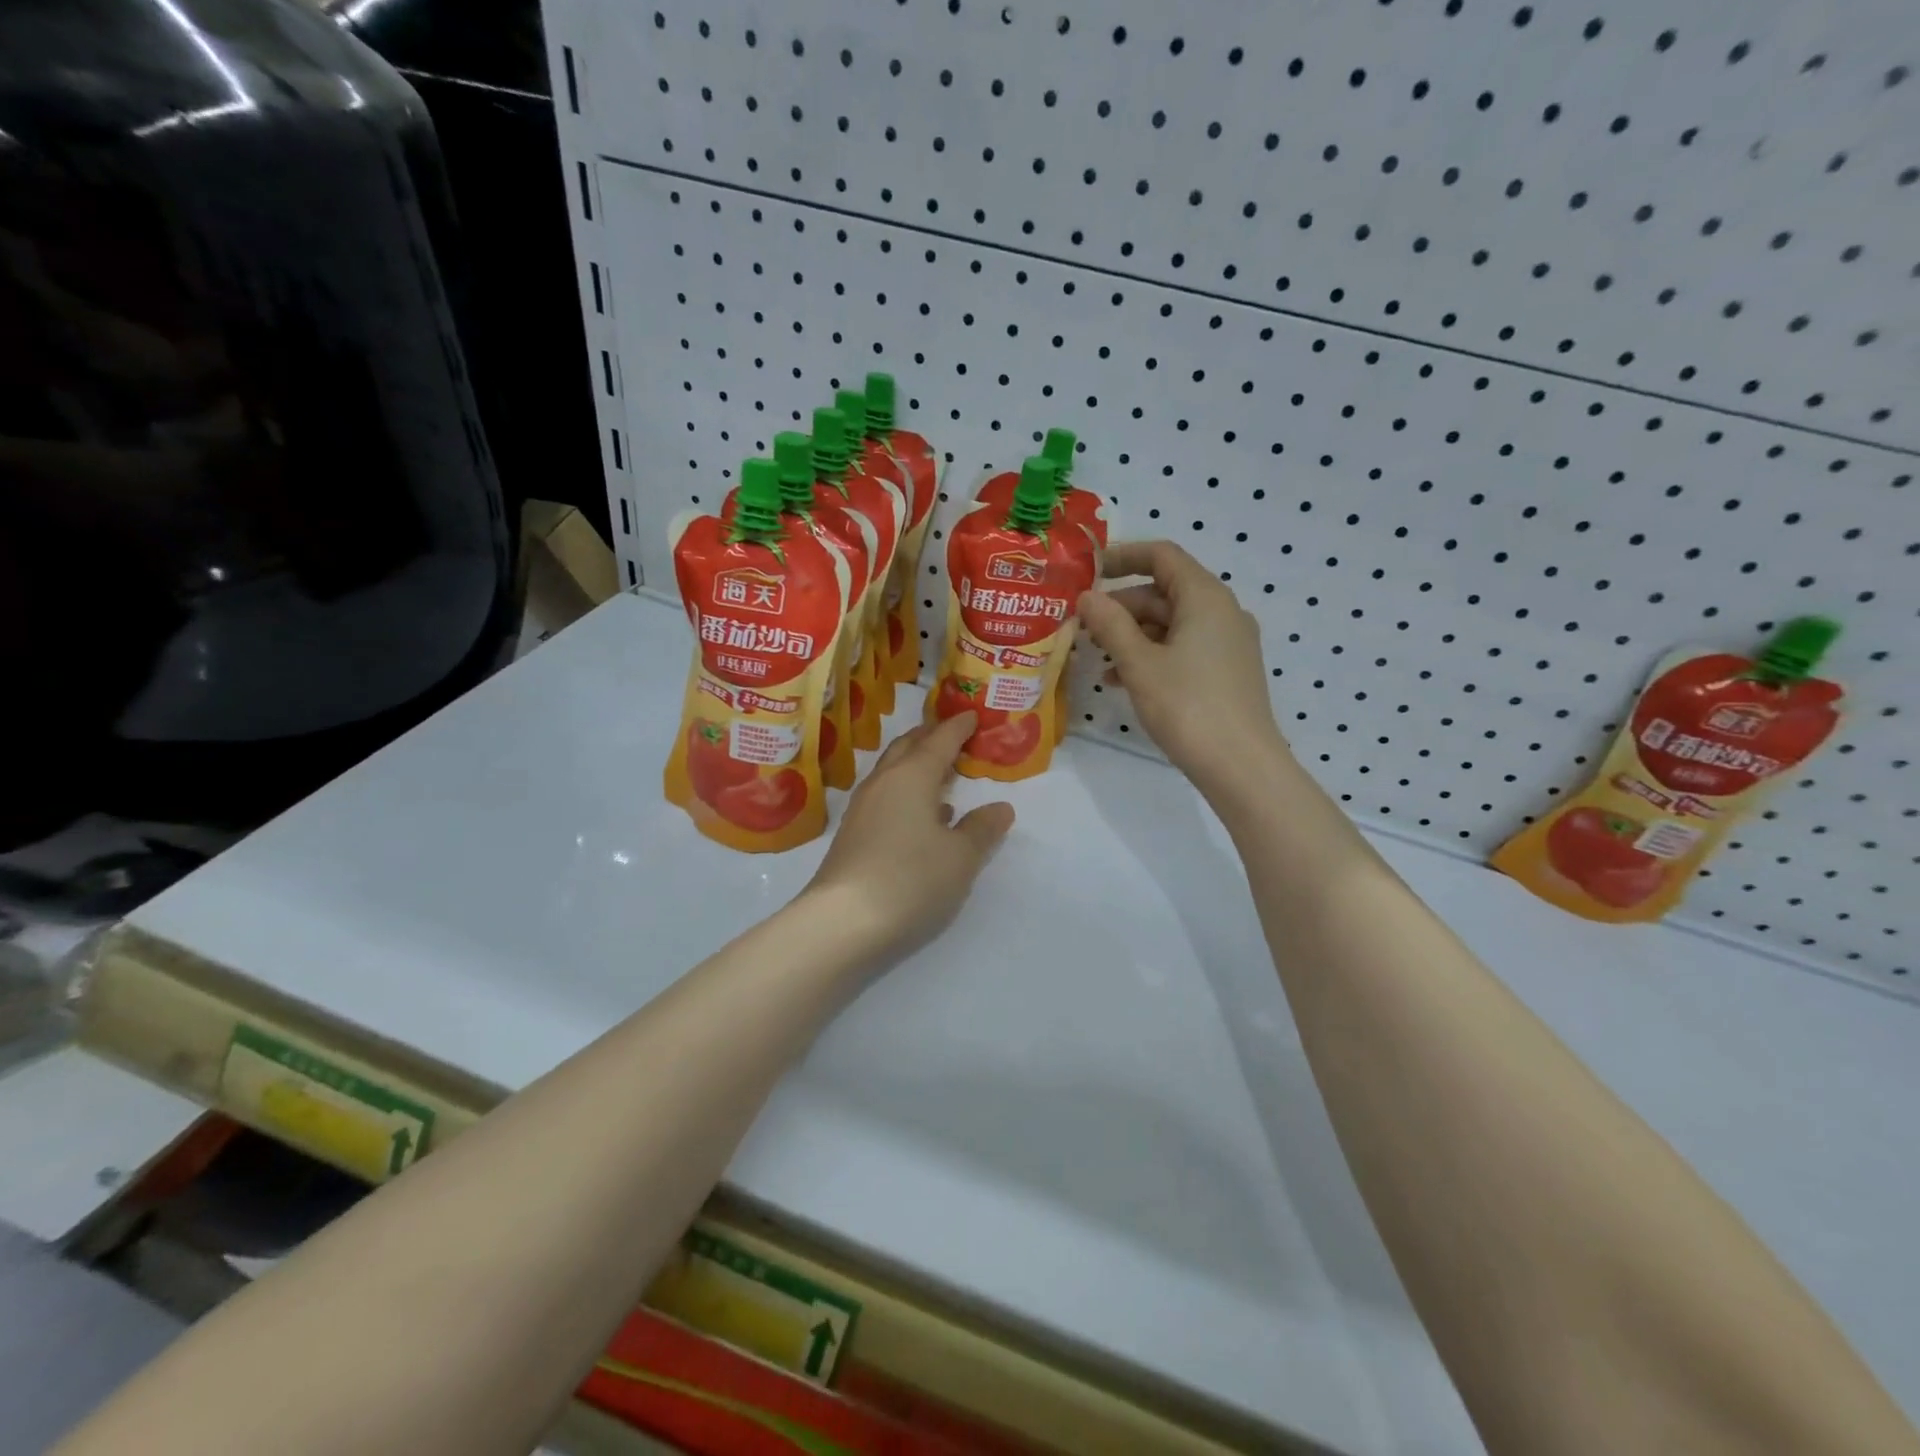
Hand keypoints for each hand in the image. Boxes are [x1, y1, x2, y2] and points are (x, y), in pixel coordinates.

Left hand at [803, 713, 1014, 963]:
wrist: (842, 921)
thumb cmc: (911, 879)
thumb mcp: (960, 857)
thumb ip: (982, 829)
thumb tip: (1001, 808)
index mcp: (912, 776)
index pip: (939, 740)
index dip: (958, 727)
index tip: (972, 715)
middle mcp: (884, 782)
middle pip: (908, 747)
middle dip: (931, 737)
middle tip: (953, 734)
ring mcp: (862, 808)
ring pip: (892, 771)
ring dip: (915, 764)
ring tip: (940, 770)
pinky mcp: (852, 833)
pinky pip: (884, 795)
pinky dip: (905, 791)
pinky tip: (920, 814)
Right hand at [1077, 540, 1289, 798]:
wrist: (1241, 766)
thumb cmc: (1188, 706)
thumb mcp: (1139, 664)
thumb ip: (1110, 625)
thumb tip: (1087, 597)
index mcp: (1205, 597)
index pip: (1162, 556)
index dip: (1122, 558)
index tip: (1087, 572)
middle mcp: (1221, 611)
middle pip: (1163, 591)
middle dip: (1119, 606)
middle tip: (1081, 626)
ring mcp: (1227, 643)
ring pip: (1170, 623)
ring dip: (1130, 634)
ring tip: (1094, 656)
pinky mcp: (1226, 671)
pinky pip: (1182, 648)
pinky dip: (1150, 655)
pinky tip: (1120, 680)